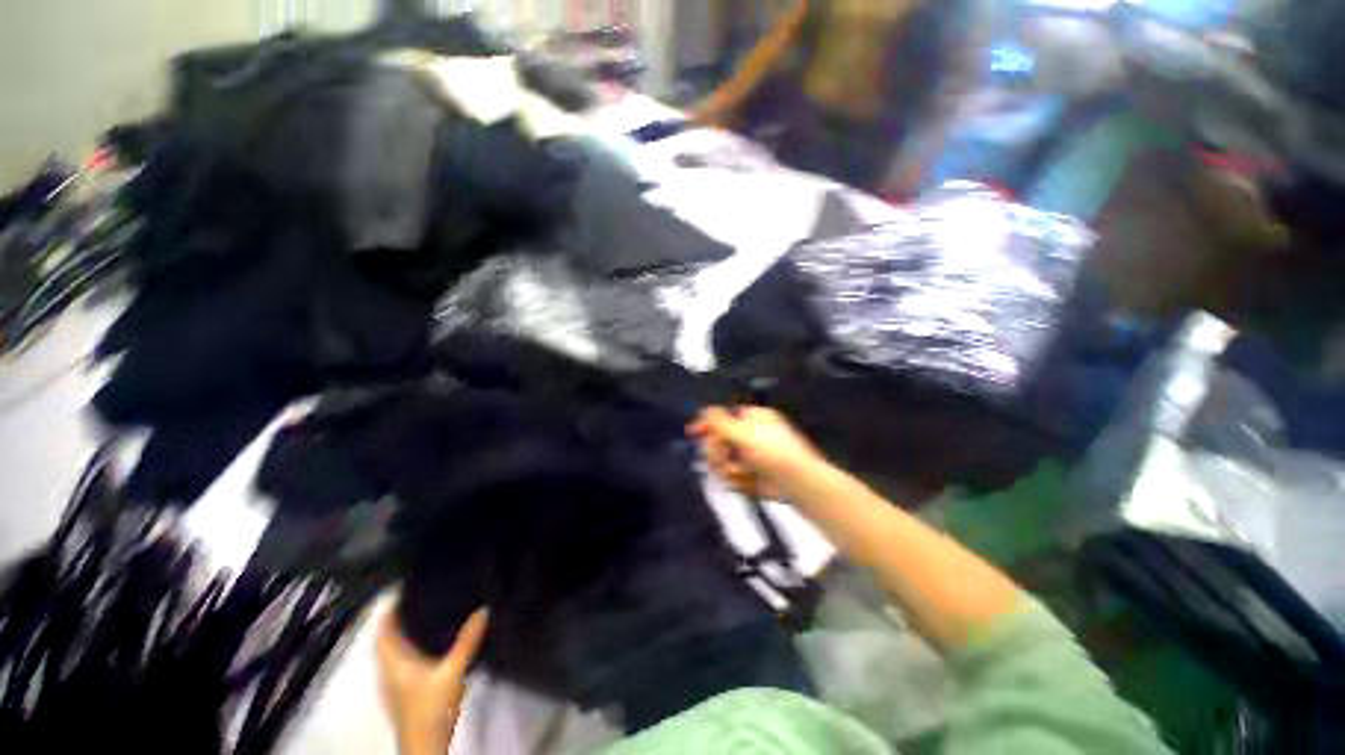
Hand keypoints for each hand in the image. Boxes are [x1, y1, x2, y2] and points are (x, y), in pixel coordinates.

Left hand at [377, 602, 488, 754]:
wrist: (425, 746)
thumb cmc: (431, 708)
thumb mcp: (453, 672)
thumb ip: (467, 642)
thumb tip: (484, 609)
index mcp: (393, 662)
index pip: (383, 630)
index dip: (389, 608)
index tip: (404, 587)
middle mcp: (389, 670)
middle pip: (387, 639)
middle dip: (399, 617)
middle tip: (420, 594)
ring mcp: (395, 683)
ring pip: (394, 651)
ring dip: (404, 633)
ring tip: (427, 612)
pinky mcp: (405, 692)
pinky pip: (402, 661)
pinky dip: (411, 647)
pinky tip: (430, 644)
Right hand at [688, 406, 824, 499]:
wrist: (796, 482)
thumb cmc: (772, 452)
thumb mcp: (743, 432)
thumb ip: (720, 422)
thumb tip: (704, 410)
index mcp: (751, 418)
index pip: (722, 417)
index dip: (706, 424)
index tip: (692, 432)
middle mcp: (749, 434)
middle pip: (718, 440)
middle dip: (718, 452)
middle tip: (723, 459)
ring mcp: (750, 455)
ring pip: (722, 460)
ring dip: (728, 468)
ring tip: (741, 473)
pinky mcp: (751, 474)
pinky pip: (732, 475)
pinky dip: (737, 480)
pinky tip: (748, 481)